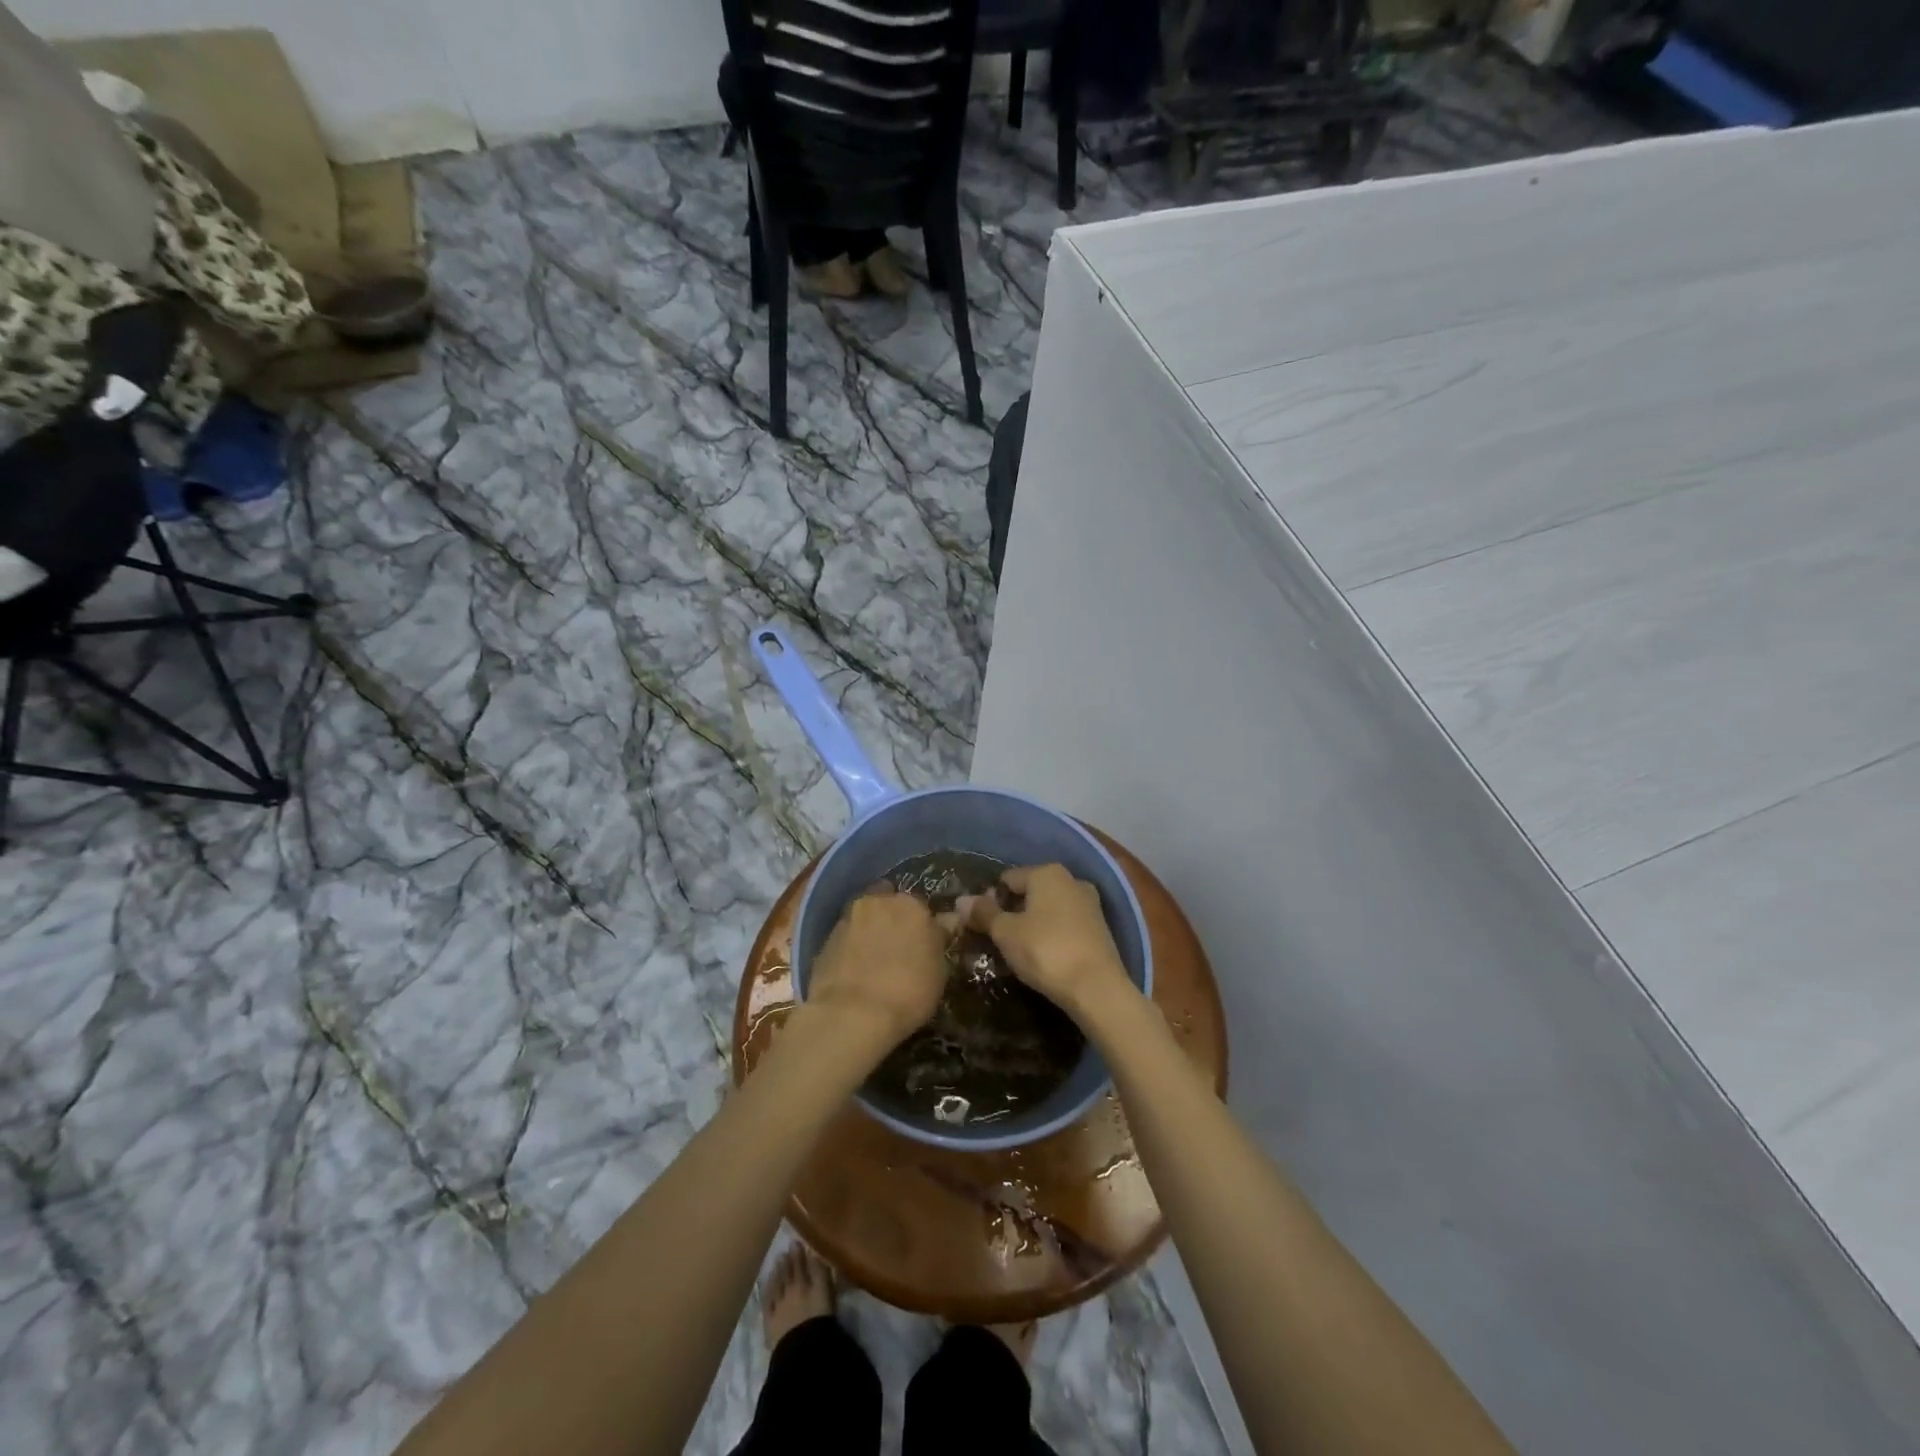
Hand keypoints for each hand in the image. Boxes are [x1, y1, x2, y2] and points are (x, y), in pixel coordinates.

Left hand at [807, 886, 948, 1045]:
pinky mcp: (825, 939)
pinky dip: (852, 947)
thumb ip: (939, 939)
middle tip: (899, 949)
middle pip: (889, 904)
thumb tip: (945, 921)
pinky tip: (856, 970)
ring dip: (871, 931)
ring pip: (865, 919)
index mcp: (911, 904)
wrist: (851, 1014)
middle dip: (894, 920)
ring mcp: (848, 918)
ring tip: (875, 961)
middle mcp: (877, 902)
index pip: (922, 907)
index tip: (925, 945)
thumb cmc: (908, 991)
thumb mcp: (939, 970)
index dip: (924, 926)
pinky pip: (847, 938)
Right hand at [945, 864, 1133, 1020]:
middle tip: (997, 940)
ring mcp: (1089, 904)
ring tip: (1018, 952)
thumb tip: (962, 900)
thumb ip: (984, 914)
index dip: (990, 900)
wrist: (1097, 988)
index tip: (982, 926)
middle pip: (1030, 892)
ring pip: (1048, 909)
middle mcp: (1071, 880)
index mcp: (1047, 873)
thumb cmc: (1045, 951)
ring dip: (1032, 925)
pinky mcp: (1100, 928)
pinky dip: (1051, 935)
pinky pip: (1065, 924)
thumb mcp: (1006, 933)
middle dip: (1012, 912)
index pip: (1007, 879)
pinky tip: (1044, 957)